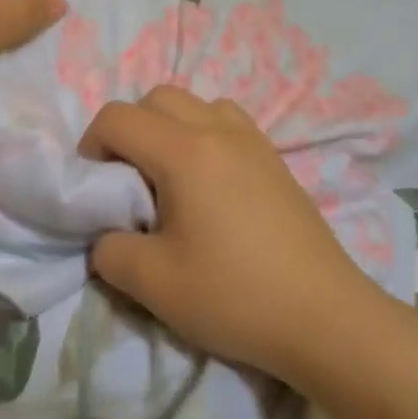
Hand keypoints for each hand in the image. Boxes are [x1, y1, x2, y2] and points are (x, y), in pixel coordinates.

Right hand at [80, 86, 394, 383]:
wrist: (326, 320)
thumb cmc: (234, 295)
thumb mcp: (151, 283)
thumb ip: (108, 251)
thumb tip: (107, 236)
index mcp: (185, 152)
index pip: (118, 117)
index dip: (91, 145)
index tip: (95, 187)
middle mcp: (220, 132)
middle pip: (157, 99)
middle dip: (129, 130)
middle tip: (127, 180)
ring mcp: (255, 144)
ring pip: (197, 105)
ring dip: (169, 129)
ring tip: (169, 179)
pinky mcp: (277, 163)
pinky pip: (228, 124)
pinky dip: (203, 138)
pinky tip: (208, 188)